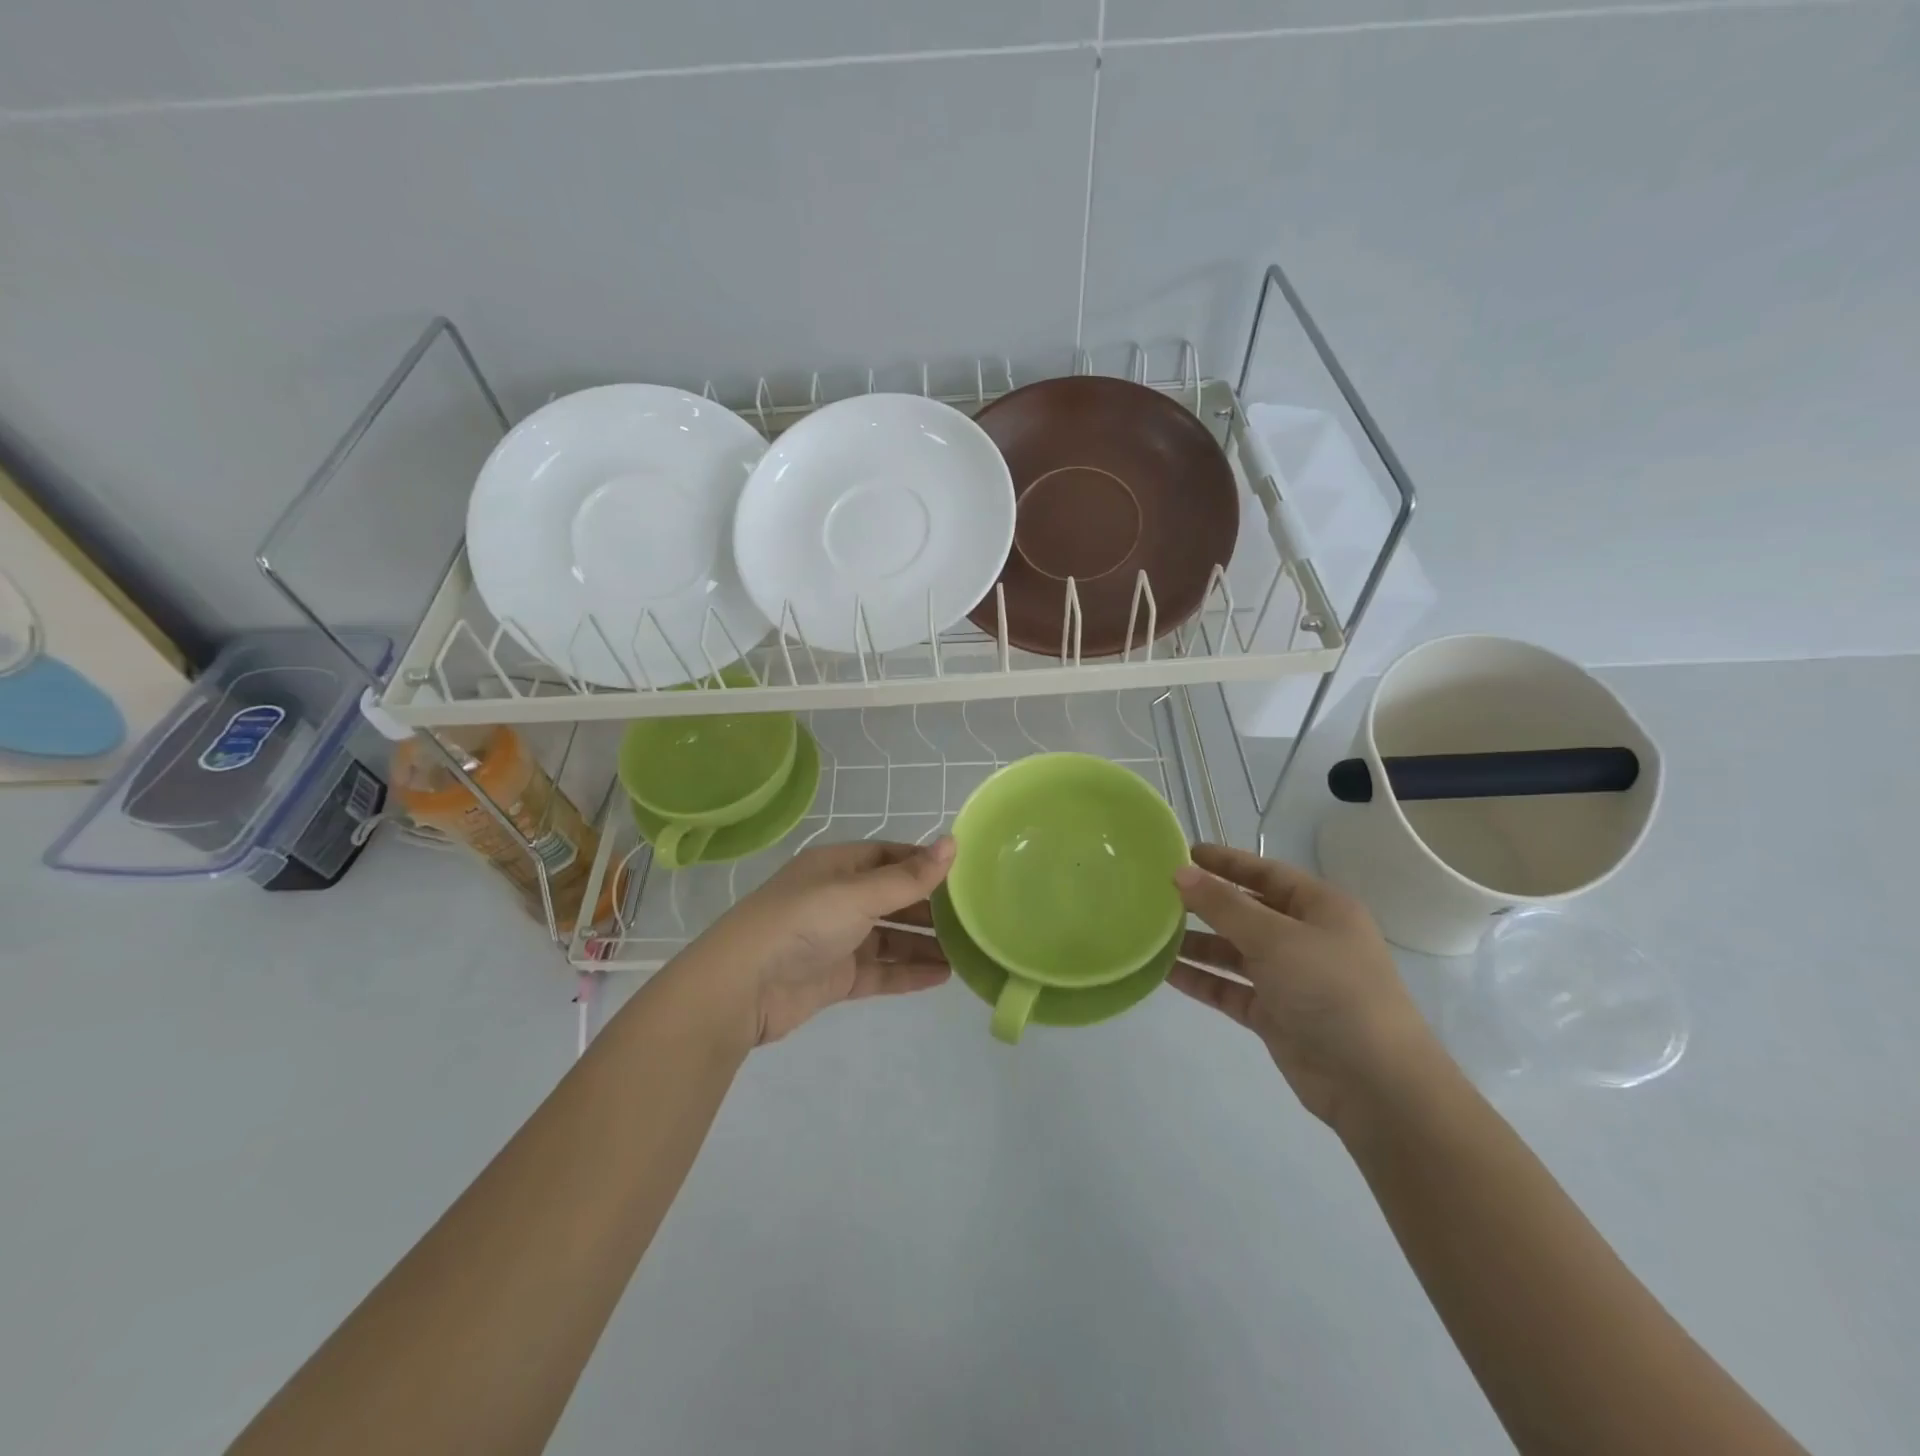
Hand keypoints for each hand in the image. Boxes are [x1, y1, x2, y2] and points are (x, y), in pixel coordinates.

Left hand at [682, 839, 954, 1047]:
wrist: (742, 988)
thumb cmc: (801, 923)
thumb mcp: (857, 893)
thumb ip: (908, 877)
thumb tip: (953, 844)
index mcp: (838, 867)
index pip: (889, 857)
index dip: (924, 864)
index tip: (964, 875)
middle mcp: (839, 898)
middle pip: (893, 898)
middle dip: (930, 907)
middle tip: (974, 918)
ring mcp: (838, 939)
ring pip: (890, 937)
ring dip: (924, 943)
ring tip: (967, 951)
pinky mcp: (837, 977)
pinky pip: (881, 970)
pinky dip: (909, 972)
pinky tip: (942, 977)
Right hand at [1171, 844, 1442, 1130]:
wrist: (1375, 1084)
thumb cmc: (1331, 990)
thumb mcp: (1276, 938)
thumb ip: (1224, 905)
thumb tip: (1180, 873)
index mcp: (1320, 908)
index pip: (1266, 872)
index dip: (1226, 862)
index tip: (1183, 852)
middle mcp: (1305, 938)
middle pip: (1246, 911)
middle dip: (1205, 903)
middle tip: (1156, 894)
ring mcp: (1290, 979)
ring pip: (1234, 952)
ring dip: (1197, 943)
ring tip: (1151, 933)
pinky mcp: (1275, 1015)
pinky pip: (1230, 988)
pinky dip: (1202, 979)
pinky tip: (1166, 972)